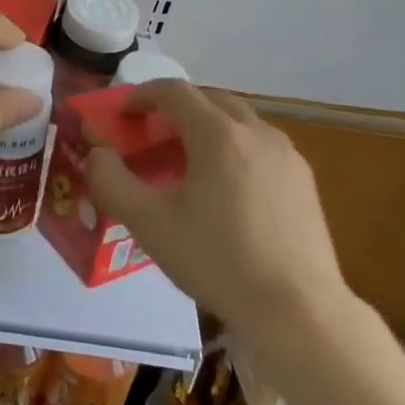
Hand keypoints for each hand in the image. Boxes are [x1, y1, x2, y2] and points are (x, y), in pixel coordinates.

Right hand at [86, 82, 352, 334]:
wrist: (298, 313)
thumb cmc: (217, 261)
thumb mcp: (149, 224)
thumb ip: (111, 181)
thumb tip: (99, 154)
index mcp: (218, 134)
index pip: (174, 91)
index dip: (142, 95)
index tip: (123, 114)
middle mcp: (256, 132)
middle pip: (209, 99)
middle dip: (175, 107)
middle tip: (152, 135)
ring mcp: (287, 155)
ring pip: (239, 121)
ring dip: (207, 126)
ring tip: (187, 161)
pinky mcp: (305, 181)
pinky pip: (260, 146)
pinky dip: (234, 148)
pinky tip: (226, 190)